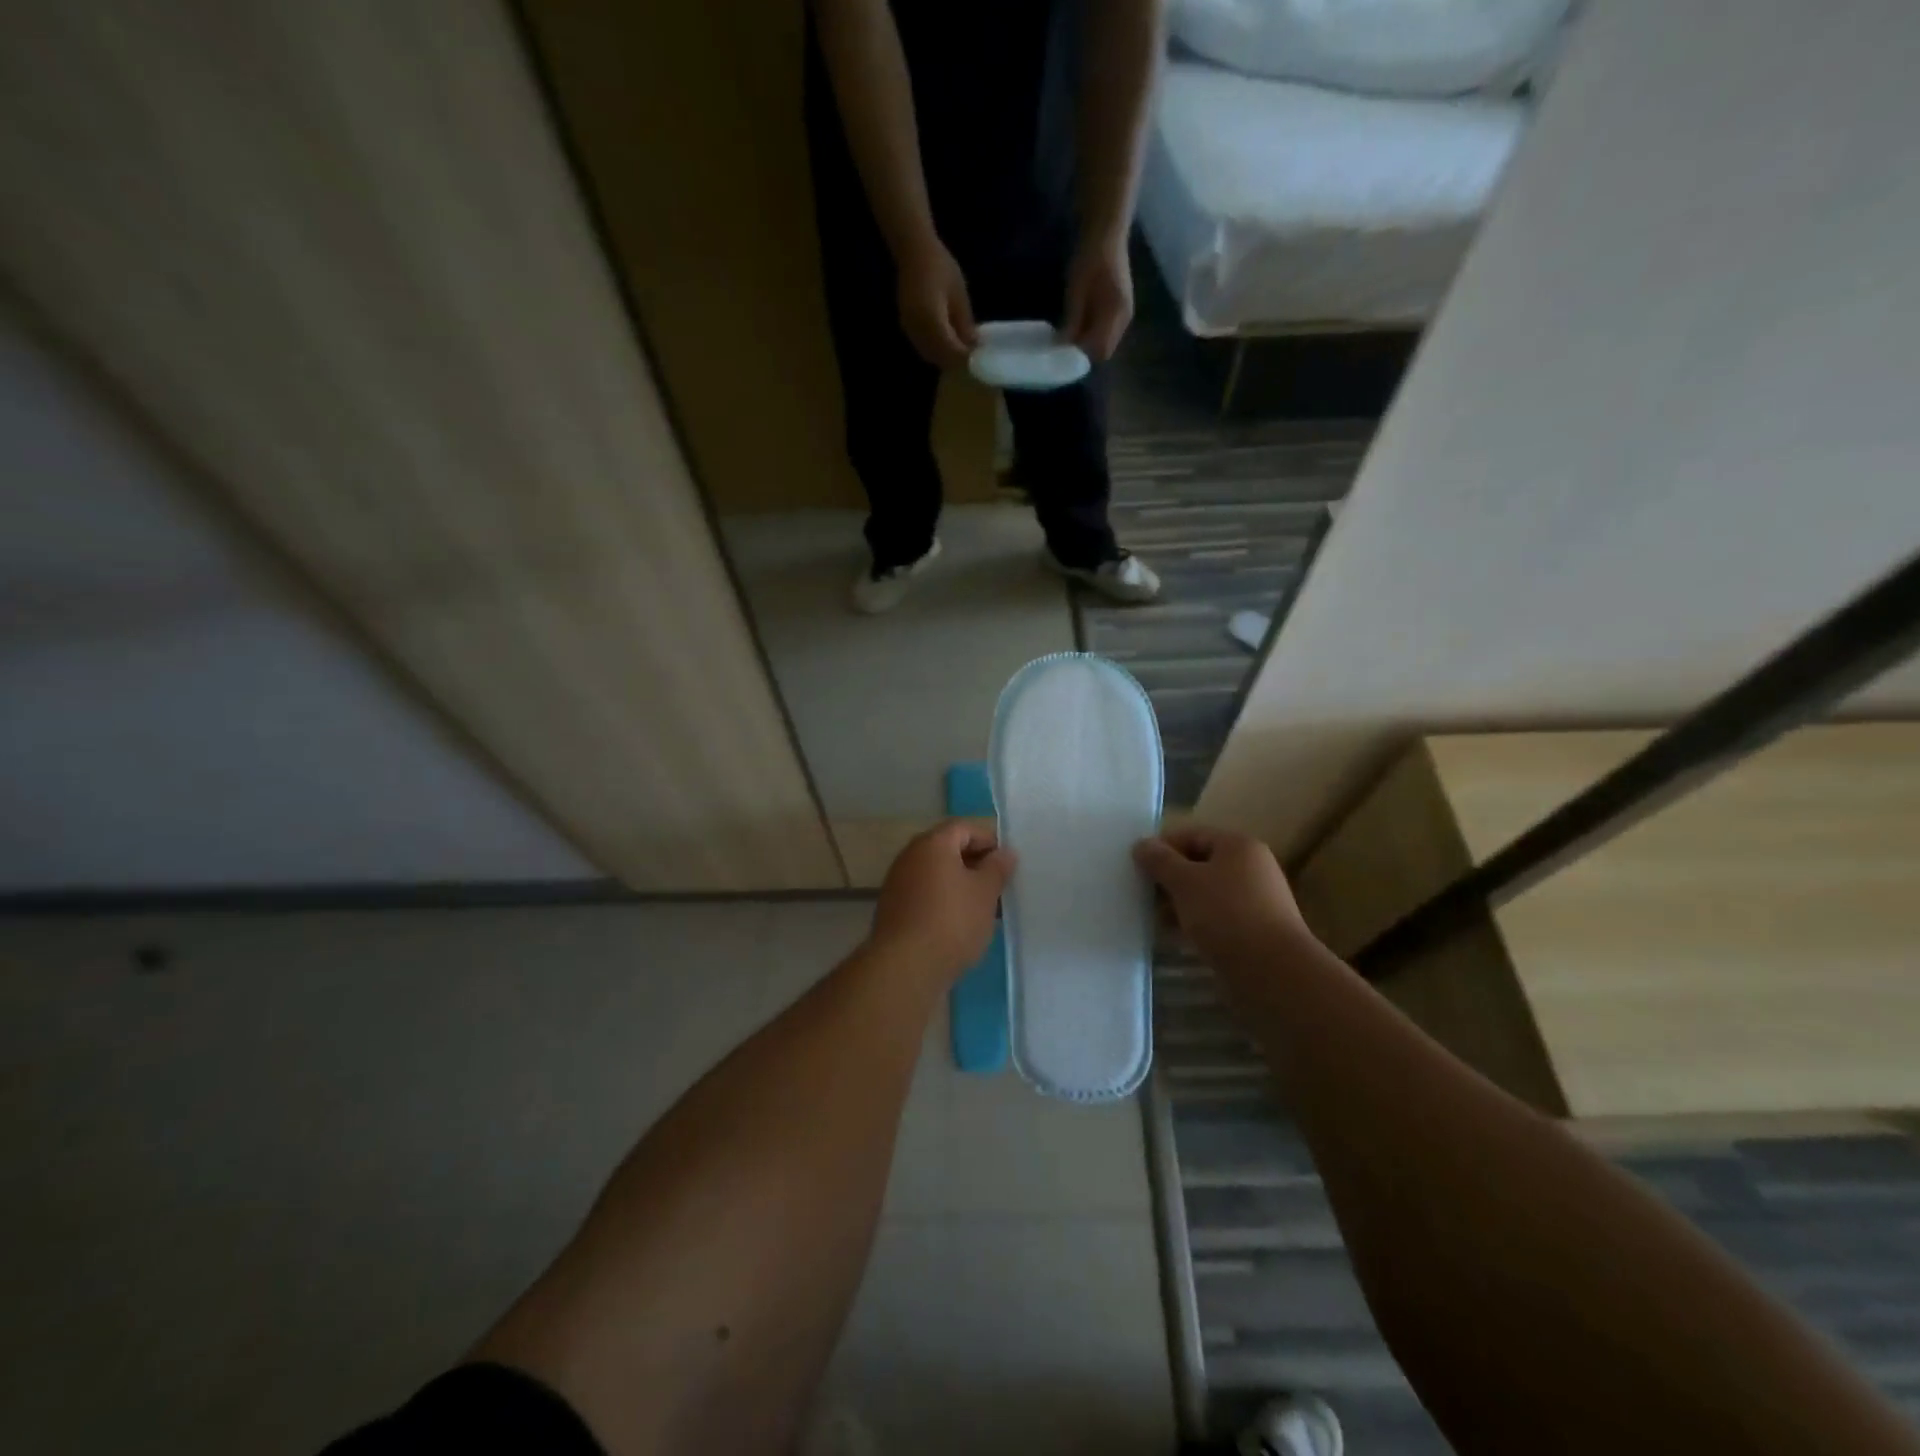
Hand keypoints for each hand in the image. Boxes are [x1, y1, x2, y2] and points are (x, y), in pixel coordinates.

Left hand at [866, 820, 1015, 985]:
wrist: (905, 967)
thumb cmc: (952, 921)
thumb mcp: (985, 893)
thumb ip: (997, 868)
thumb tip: (1005, 852)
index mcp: (932, 844)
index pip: (963, 827)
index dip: (988, 839)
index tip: (1007, 863)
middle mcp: (909, 856)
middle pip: (947, 848)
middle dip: (974, 862)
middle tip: (998, 884)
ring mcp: (897, 883)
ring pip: (935, 873)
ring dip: (959, 883)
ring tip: (982, 906)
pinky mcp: (893, 909)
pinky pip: (924, 893)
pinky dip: (943, 899)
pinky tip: (959, 923)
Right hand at [895, 238, 976, 367]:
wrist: (913, 251)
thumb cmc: (940, 266)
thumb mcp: (959, 294)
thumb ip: (964, 323)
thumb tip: (973, 346)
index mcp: (931, 320)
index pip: (950, 351)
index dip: (965, 359)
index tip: (979, 362)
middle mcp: (917, 330)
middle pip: (939, 358)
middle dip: (956, 363)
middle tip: (973, 362)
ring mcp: (909, 330)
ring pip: (930, 356)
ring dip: (946, 359)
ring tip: (962, 356)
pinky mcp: (907, 328)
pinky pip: (923, 347)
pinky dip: (936, 352)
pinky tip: (948, 347)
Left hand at [1063, 235, 1133, 362]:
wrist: (1106, 231)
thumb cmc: (1090, 257)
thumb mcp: (1076, 290)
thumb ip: (1073, 320)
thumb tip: (1063, 345)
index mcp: (1116, 313)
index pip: (1101, 350)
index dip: (1083, 355)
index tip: (1063, 354)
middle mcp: (1124, 318)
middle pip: (1104, 349)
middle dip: (1084, 352)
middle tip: (1063, 348)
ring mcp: (1123, 314)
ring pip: (1104, 341)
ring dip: (1087, 343)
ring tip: (1068, 337)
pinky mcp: (1118, 308)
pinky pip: (1105, 330)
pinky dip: (1091, 333)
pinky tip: (1077, 326)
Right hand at [1133, 824, 1311, 968]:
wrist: (1273, 972)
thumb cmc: (1226, 915)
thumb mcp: (1185, 882)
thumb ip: (1160, 861)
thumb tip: (1141, 844)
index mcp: (1238, 846)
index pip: (1192, 834)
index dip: (1162, 847)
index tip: (1136, 867)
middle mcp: (1251, 867)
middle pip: (1199, 863)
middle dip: (1169, 878)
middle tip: (1141, 894)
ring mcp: (1255, 900)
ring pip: (1206, 892)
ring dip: (1179, 902)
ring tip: (1154, 918)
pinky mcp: (1254, 930)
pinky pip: (1216, 917)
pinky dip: (1195, 922)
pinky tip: (1175, 936)